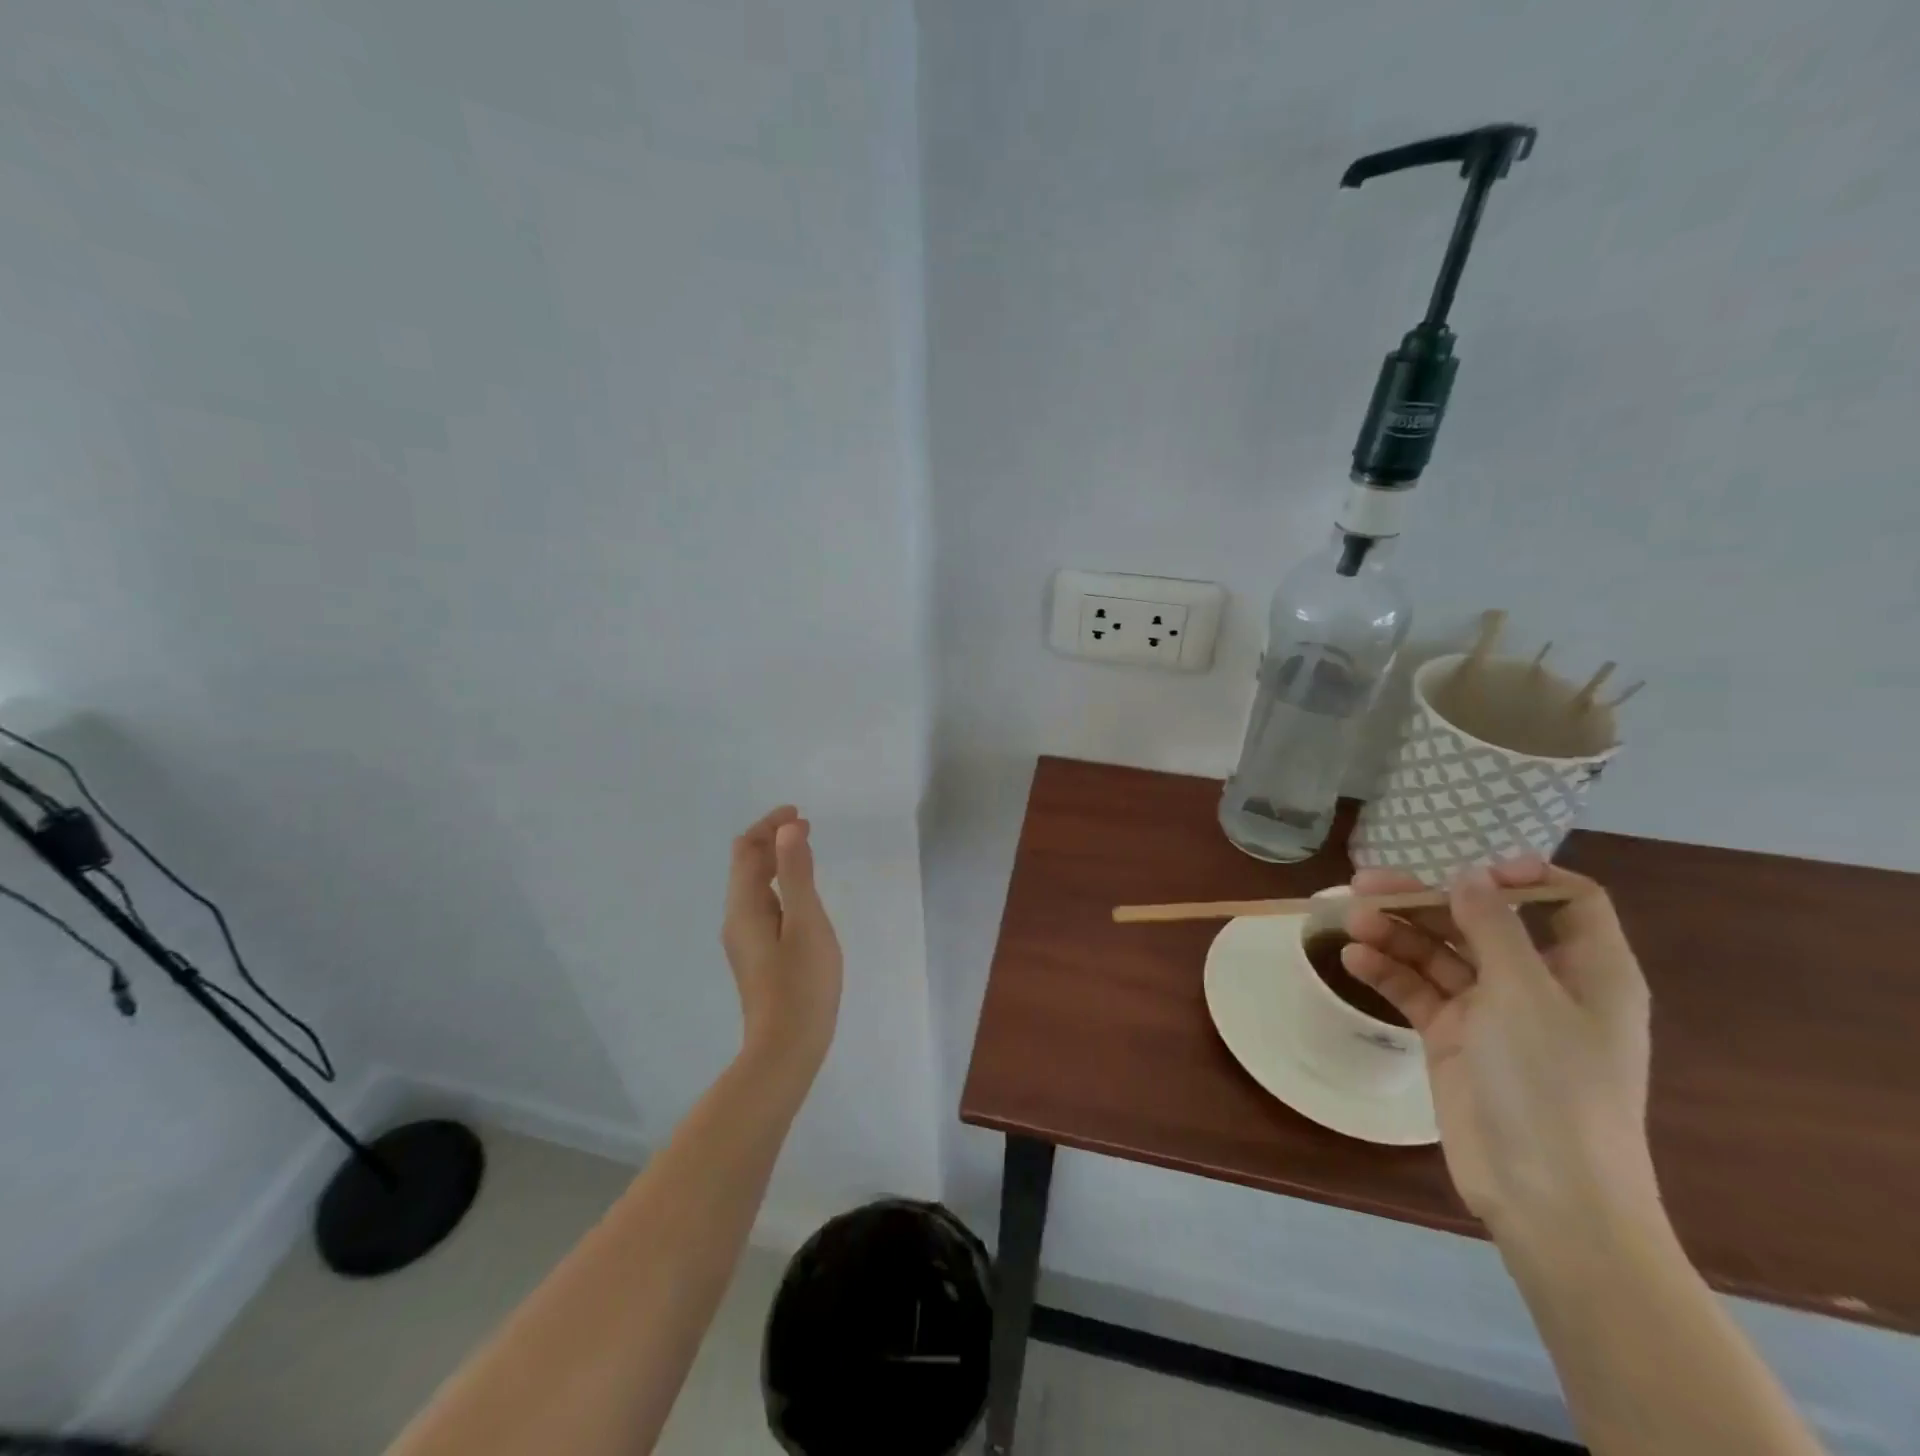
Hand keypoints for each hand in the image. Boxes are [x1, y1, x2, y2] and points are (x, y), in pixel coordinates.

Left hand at [721, 807, 842, 1078]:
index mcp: (744, 907)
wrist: (787, 1048)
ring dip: (776, 861)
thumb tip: (788, 829)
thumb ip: (797, 873)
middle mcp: (737, 918)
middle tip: (806, 827)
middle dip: (773, 840)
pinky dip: (781, 885)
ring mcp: (745, 939)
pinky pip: (764, 904)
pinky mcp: (758, 955)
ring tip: (806, 850)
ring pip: (755, 886)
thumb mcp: (807, 922)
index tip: (800, 814)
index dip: (769, 825)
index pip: (747, 851)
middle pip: (747, 866)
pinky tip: (801, 893)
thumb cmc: (802, 983)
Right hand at [1343, 859, 1656, 1240]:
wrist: (1546, 1197)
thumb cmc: (1552, 1086)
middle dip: (1425, 901)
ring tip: (1351, 923)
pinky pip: (1418, 991)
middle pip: (1480, 921)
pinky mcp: (1454, 1038)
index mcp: (1587, 971)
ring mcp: (1493, 1012)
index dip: (1522, 877)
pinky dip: (1388, 972)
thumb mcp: (1525, 996)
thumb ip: (1493, 928)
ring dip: (1396, 934)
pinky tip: (1355, 960)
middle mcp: (1539, 984)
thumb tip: (1469, 876)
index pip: (1567, 901)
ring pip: (1439, 954)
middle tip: (1365, 885)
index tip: (1467, 871)